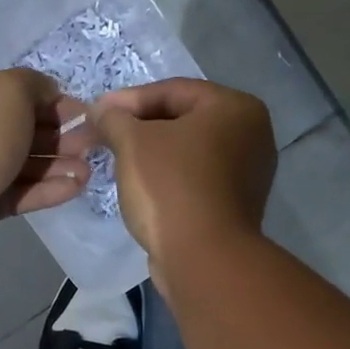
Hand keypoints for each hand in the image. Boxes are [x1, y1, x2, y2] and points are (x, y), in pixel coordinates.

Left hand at [0, 69, 92, 270]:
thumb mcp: (9, 90)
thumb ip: (35, 85)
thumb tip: (50, 95)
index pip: (14, 92)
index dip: (52, 102)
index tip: (85, 115)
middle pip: (20, 129)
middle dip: (59, 136)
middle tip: (93, 144)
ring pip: (21, 164)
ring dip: (57, 165)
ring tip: (88, 171)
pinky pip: (18, 193)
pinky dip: (46, 190)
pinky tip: (75, 188)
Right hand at [90, 78, 274, 267]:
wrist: (203, 258)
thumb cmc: (170, 187)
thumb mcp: (133, 143)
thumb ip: (114, 119)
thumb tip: (101, 110)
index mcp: (235, 107)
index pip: (172, 90)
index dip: (128, 100)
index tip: (97, 114)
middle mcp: (252, 134)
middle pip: (184, 120)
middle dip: (141, 128)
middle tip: (105, 138)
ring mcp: (249, 173)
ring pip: (189, 152)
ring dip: (154, 155)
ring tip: (119, 163)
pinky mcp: (237, 205)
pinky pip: (196, 180)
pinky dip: (170, 179)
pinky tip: (143, 189)